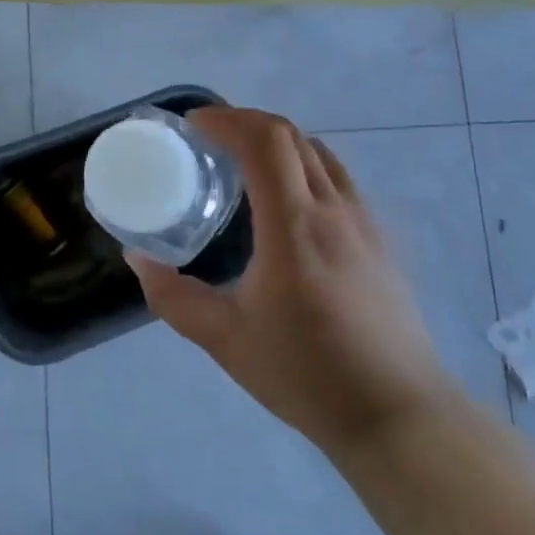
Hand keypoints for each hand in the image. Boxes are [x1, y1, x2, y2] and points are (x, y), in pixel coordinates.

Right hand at [129, 107, 458, 457]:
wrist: (397, 414)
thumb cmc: (306, 374)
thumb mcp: (225, 339)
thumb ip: (174, 296)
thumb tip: (138, 258)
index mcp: (294, 227)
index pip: (265, 142)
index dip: (227, 120)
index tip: (193, 126)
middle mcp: (334, 210)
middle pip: (292, 136)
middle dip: (246, 122)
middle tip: (209, 138)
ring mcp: (364, 222)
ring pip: (319, 153)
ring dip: (278, 141)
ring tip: (244, 161)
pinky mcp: (381, 240)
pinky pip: (338, 178)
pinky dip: (304, 165)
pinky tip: (287, 201)